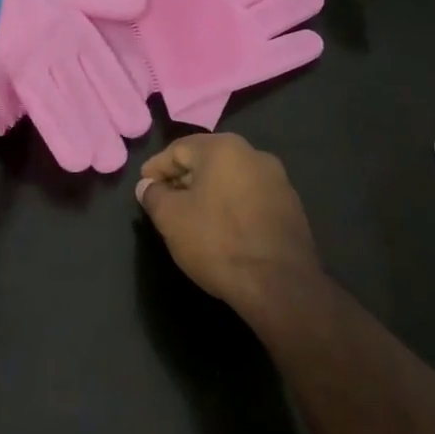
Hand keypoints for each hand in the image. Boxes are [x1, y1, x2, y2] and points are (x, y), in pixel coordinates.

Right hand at [135, 134, 321, 315]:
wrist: (280, 285)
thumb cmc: (218, 242)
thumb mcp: (171, 218)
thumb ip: (153, 195)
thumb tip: (147, 186)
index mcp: (224, 148)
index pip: (178, 149)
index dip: (156, 168)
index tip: (143, 187)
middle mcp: (254, 154)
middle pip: (206, 160)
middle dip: (182, 179)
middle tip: (164, 201)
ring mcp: (278, 180)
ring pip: (230, 178)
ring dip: (207, 192)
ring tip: (191, 217)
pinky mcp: (291, 207)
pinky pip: (250, 197)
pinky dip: (231, 206)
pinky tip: (222, 229)